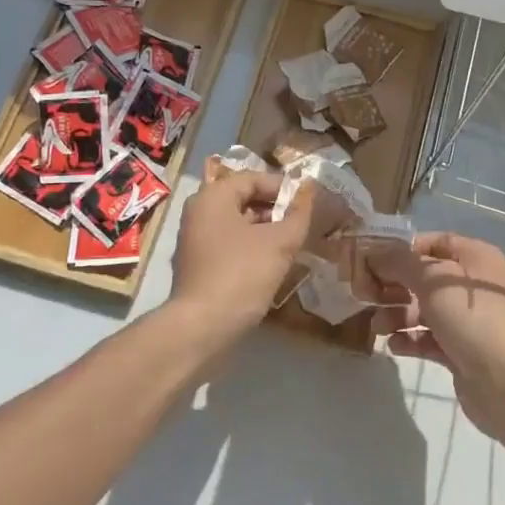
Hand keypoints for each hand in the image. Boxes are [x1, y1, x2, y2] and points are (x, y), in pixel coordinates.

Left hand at [167, 168, 315, 348]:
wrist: (202, 327)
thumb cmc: (241, 274)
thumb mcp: (279, 242)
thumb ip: (298, 213)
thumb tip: (310, 188)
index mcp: (213, 197)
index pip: (253, 178)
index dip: (283, 187)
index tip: (308, 202)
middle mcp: (199, 211)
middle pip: (243, 199)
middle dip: (275, 208)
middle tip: (302, 222)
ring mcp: (194, 239)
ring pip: (237, 223)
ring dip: (265, 229)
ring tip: (292, 243)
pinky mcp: (197, 264)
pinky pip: (229, 244)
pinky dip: (251, 246)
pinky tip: (271, 263)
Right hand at [367, 232, 504, 440]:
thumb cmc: (473, 317)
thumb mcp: (433, 280)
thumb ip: (400, 263)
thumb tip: (374, 252)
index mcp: (475, 258)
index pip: (432, 242)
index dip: (401, 250)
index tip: (369, 261)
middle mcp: (473, 285)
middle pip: (425, 278)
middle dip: (394, 285)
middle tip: (364, 295)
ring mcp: (469, 320)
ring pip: (424, 309)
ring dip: (397, 314)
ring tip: (377, 326)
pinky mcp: (462, 351)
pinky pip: (429, 338)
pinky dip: (410, 339)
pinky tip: (393, 345)